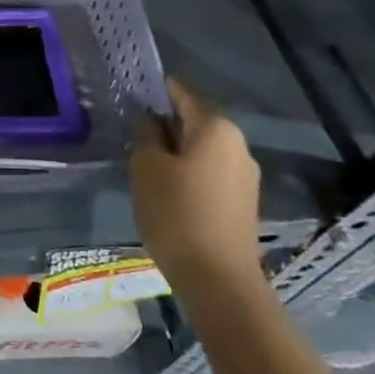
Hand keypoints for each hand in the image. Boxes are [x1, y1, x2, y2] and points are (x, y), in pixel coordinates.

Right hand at [131, 76, 263, 292]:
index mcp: (216, 127)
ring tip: (146, 166)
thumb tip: (150, 120)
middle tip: (132, 135)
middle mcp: (238, 144)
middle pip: (193, 120)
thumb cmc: (177, 213)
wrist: (219, 281)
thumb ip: (146, 134)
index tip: (129, 97)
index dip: (153, 92)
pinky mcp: (243, 202)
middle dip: (164, 125)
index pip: (180, 93)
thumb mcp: (147, 167)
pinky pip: (210, 172)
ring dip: (175, 152)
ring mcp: (245, 175)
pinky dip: (189, 173)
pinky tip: (169, 191)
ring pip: (201, 149)